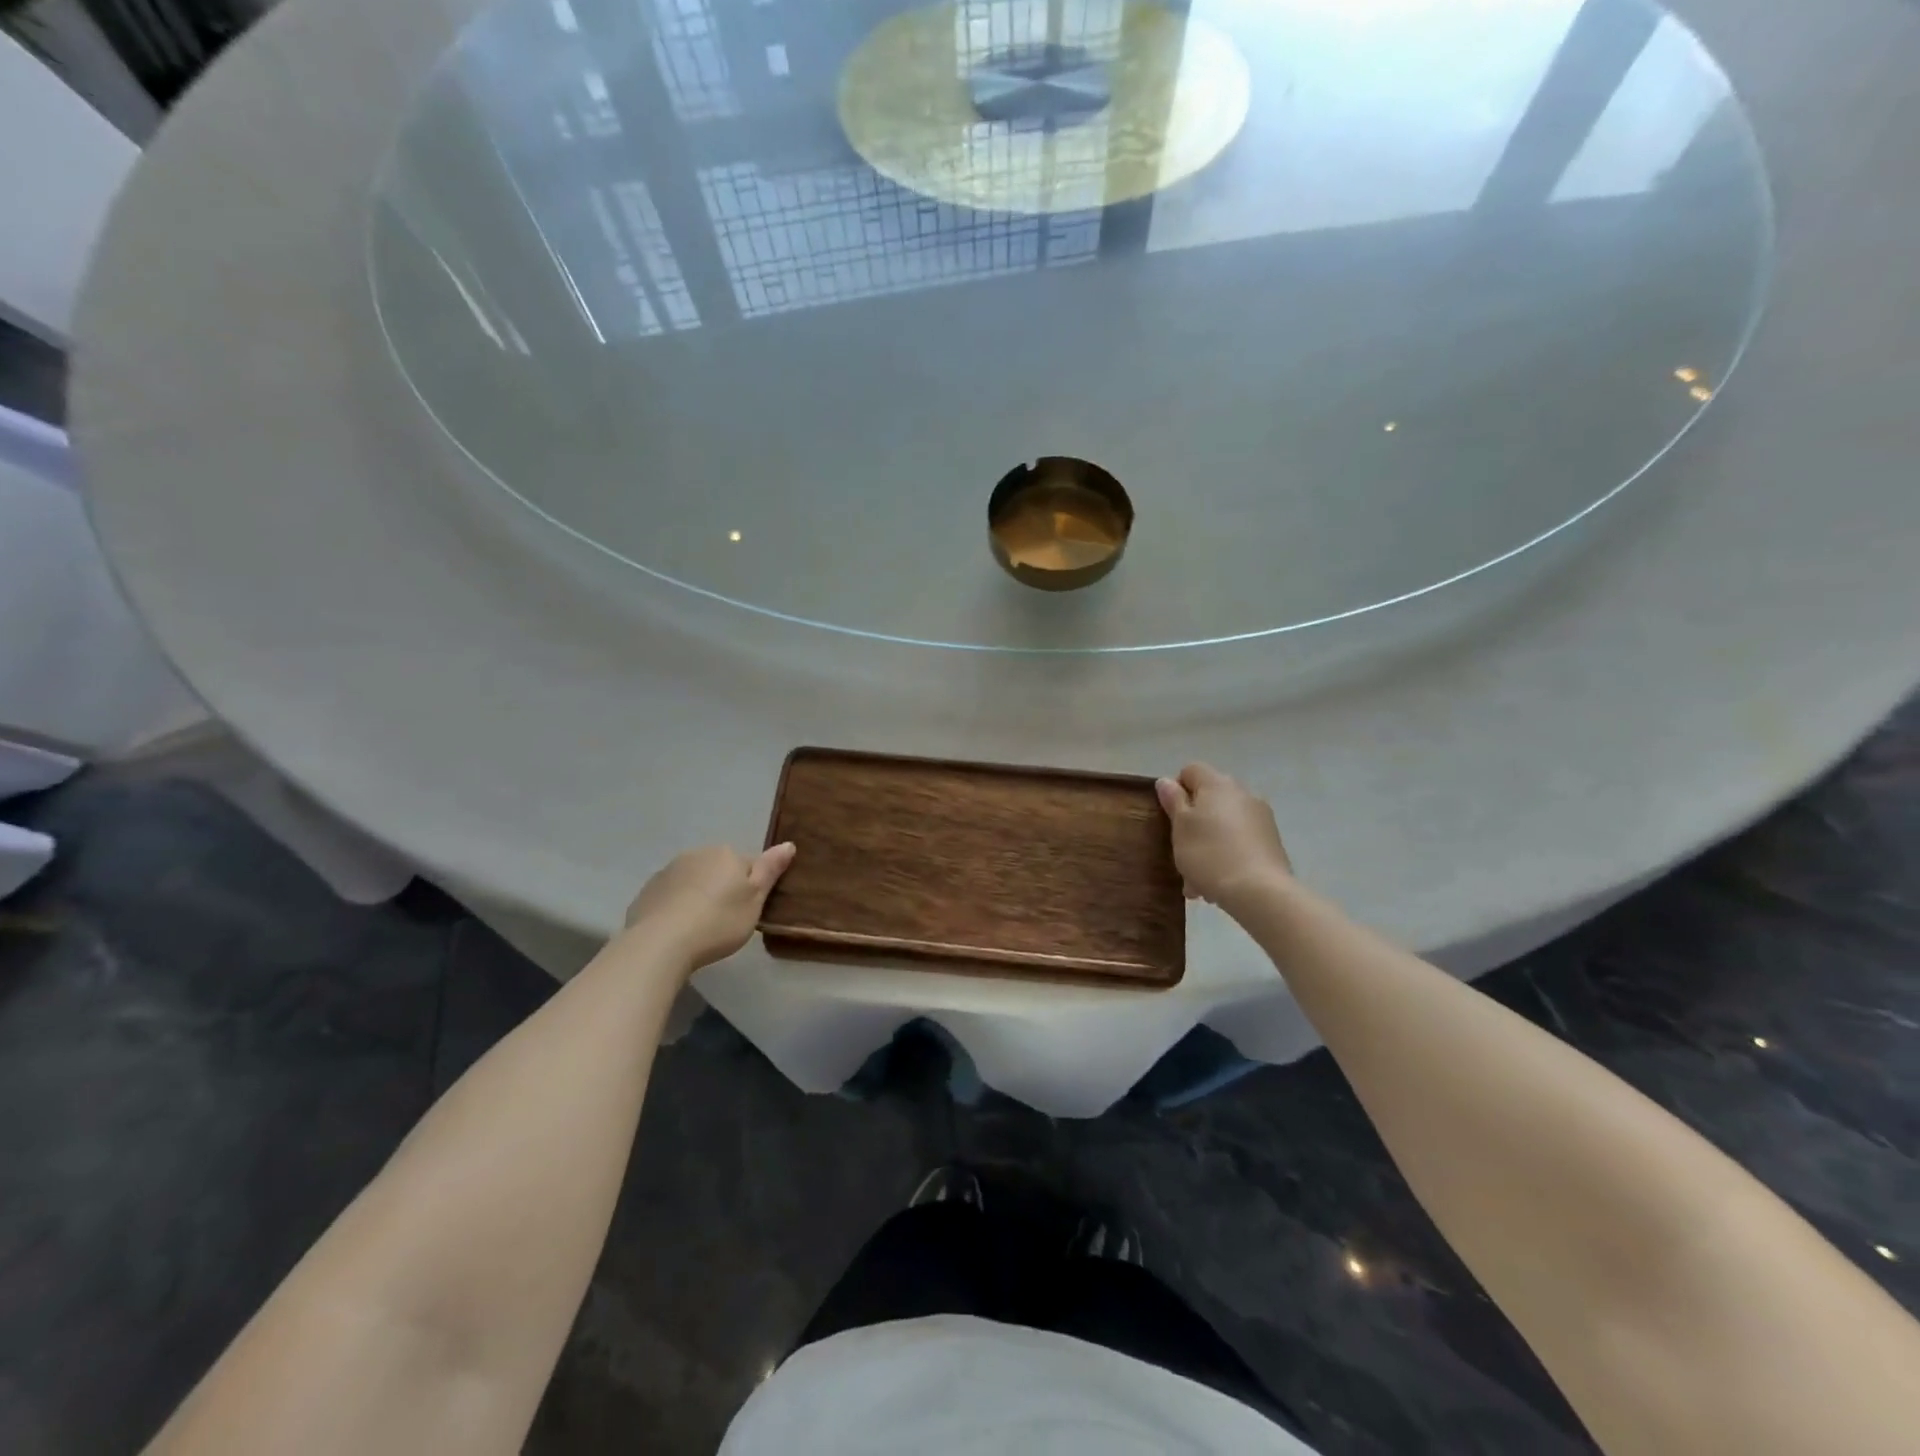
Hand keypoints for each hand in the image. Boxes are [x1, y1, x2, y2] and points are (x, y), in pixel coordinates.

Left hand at [623, 842, 796, 972]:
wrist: (660, 943)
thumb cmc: (718, 921)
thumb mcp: (755, 900)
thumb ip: (770, 870)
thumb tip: (788, 844)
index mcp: (726, 854)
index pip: (748, 866)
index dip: (750, 889)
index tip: (746, 912)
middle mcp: (696, 854)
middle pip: (719, 870)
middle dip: (722, 889)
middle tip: (725, 922)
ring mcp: (668, 871)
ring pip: (693, 881)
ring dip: (698, 897)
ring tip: (699, 929)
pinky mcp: (647, 891)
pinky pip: (670, 896)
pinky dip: (675, 907)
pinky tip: (676, 930)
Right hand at [1155, 764, 1292, 915]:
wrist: (1259, 892)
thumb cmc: (1209, 853)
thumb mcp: (1180, 827)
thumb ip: (1173, 801)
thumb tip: (1166, 781)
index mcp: (1217, 784)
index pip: (1191, 770)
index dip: (1175, 789)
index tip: (1169, 816)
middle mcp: (1242, 793)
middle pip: (1209, 799)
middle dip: (1192, 823)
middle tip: (1179, 850)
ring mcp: (1261, 818)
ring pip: (1223, 824)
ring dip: (1207, 843)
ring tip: (1195, 878)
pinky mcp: (1272, 842)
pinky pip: (1239, 842)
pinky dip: (1225, 855)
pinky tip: (1215, 883)